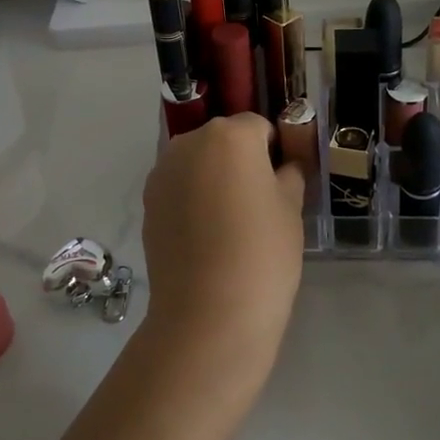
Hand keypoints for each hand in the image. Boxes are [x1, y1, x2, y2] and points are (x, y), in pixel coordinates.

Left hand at [141, 114, 306, 372]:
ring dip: (213, 178)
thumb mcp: (291, 208)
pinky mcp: (147, 201)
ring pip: (198, 162)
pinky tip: (204, 236)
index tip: (282, 186)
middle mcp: (189, 142)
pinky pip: (179, 187)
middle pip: (223, 140)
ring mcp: (162, 172)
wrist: (208, 312)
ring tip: (229, 223)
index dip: (275, 153)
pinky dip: (192, 199)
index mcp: (229, 135)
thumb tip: (284, 165)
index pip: (259, 127)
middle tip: (257, 204)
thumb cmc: (262, 252)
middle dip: (240, 161)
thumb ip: (289, 173)